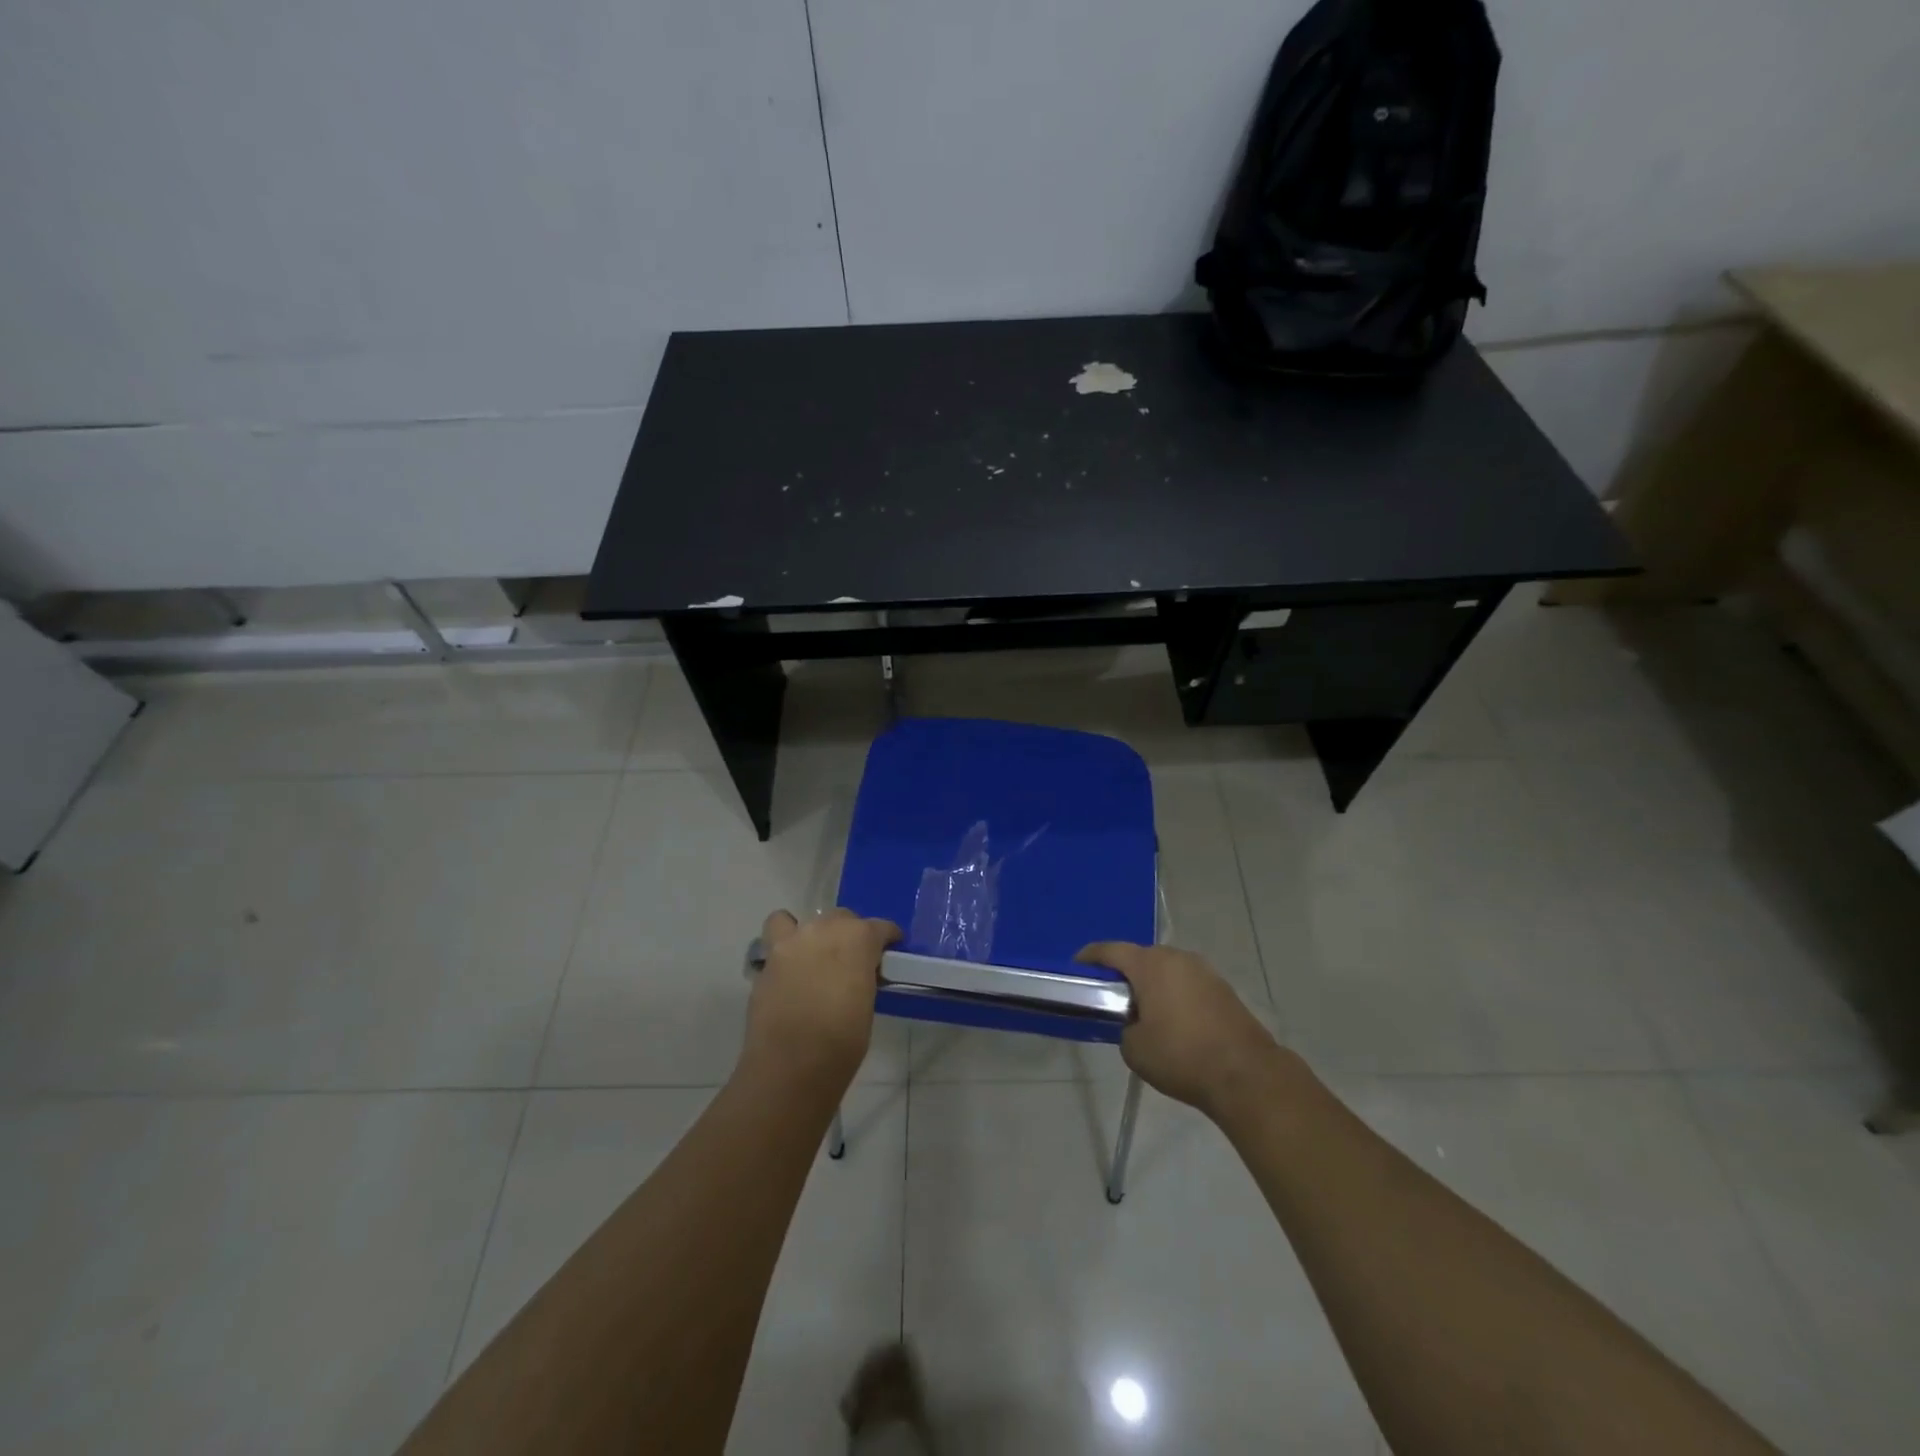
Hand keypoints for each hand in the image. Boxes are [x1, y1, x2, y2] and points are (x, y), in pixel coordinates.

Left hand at [743, 909, 900, 1089]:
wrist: (791, 1065)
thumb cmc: (842, 1042)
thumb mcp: (867, 1004)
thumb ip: (862, 976)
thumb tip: (856, 976)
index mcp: (859, 939)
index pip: (880, 927)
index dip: (886, 939)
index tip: (888, 951)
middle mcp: (825, 929)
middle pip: (842, 919)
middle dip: (849, 935)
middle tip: (851, 961)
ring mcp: (793, 941)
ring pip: (806, 921)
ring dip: (814, 933)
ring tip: (816, 957)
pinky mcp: (768, 960)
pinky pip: (776, 937)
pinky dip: (784, 946)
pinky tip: (790, 969)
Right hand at [1076, 942, 1281, 1116]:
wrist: (1246, 1074)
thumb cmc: (1181, 1056)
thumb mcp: (1134, 1049)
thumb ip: (1124, 1028)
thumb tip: (1134, 1024)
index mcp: (1150, 965)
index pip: (1111, 950)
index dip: (1090, 957)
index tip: (1077, 967)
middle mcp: (1177, 958)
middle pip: (1141, 957)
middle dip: (1124, 972)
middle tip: (1111, 995)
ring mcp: (1204, 971)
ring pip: (1167, 970)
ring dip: (1152, 983)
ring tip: (1143, 1010)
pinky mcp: (1223, 989)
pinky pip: (1187, 984)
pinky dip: (1175, 995)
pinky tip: (1173, 1021)